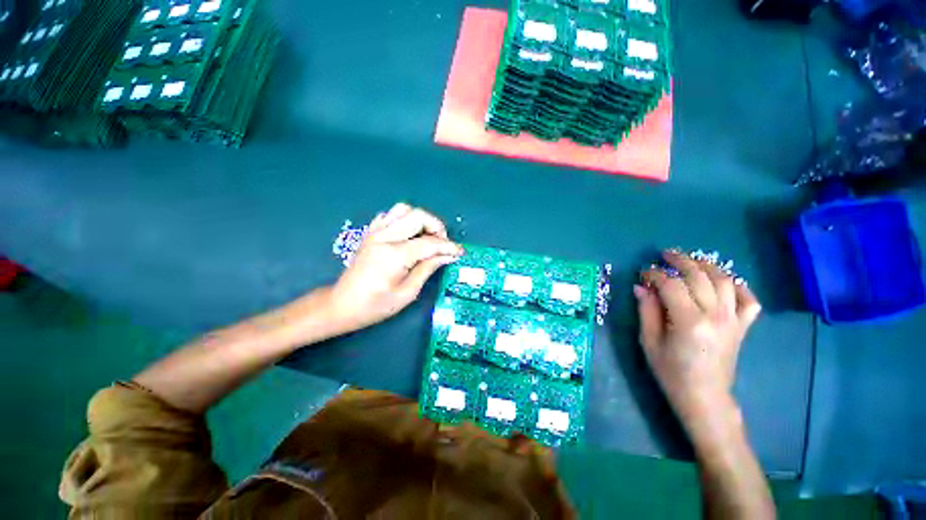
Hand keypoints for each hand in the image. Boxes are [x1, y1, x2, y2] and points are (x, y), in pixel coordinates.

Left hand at [328, 203, 462, 332]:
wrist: (341, 305)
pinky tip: (408, 235)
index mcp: (394, 255)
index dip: (449, 246)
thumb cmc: (375, 305)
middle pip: (418, 216)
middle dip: (436, 226)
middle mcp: (384, 237)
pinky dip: (404, 220)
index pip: (430, 243)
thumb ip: (428, 269)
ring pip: (404, 209)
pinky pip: (389, 215)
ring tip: (427, 237)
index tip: (460, 252)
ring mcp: (375, 232)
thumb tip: (449, 256)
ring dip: (421, 220)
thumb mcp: (407, 293)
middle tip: (442, 244)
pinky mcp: (370, 232)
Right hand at [634, 250, 761, 429]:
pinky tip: (725, 282)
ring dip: (707, 266)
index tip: (643, 273)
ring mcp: (733, 320)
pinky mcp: (742, 326)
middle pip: (699, 276)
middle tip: (665, 255)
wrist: (705, 397)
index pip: (670, 285)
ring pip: (724, 281)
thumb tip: (641, 287)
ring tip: (691, 261)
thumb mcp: (650, 342)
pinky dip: (739, 286)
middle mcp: (715, 315)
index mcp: (688, 321)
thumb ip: (647, 311)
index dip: (654, 275)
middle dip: (680, 261)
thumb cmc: (671, 372)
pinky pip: (748, 299)